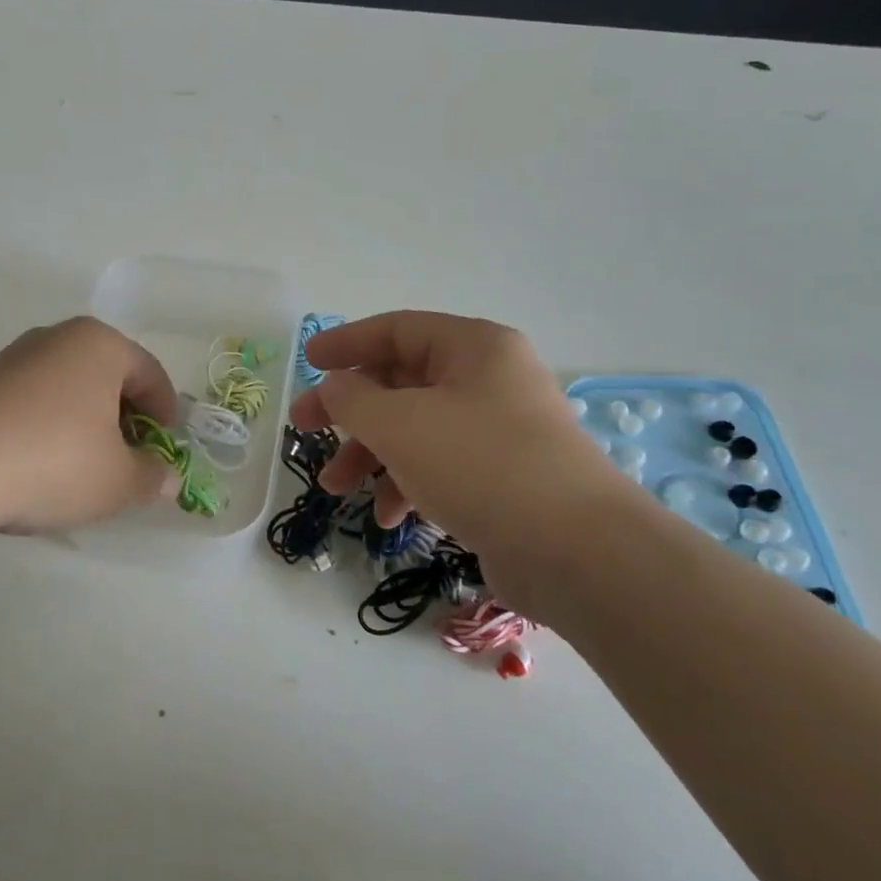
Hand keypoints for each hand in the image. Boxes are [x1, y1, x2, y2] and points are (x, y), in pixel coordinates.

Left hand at [0, 317, 178, 534]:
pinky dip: (48, 429)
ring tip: (83, 470)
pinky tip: (40, 467)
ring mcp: (14, 358)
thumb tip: (165, 478)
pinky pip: (33, 403)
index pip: (151, 374)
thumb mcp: (118, 481)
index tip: (165, 452)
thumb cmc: (54, 461)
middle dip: (125, 420)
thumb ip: (151, 477)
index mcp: (100, 344)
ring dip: (85, 426)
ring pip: (69, 390)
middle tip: (128, 462)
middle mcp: (57, 338)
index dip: (166, 416)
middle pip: (108, 378)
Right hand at [289, 312, 635, 592]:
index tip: (307, 360)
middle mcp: (489, 380)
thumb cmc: (480, 465)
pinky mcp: (502, 476)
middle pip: (401, 382)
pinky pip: (439, 465)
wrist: (577, 551)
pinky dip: (407, 484)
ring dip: (370, 454)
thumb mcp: (400, 424)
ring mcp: (498, 429)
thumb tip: (335, 387)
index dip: (346, 342)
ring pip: (415, 428)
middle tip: (304, 429)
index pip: (397, 329)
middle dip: (349, 410)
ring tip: (335, 487)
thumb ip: (353, 398)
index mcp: (473, 347)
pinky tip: (388, 517)